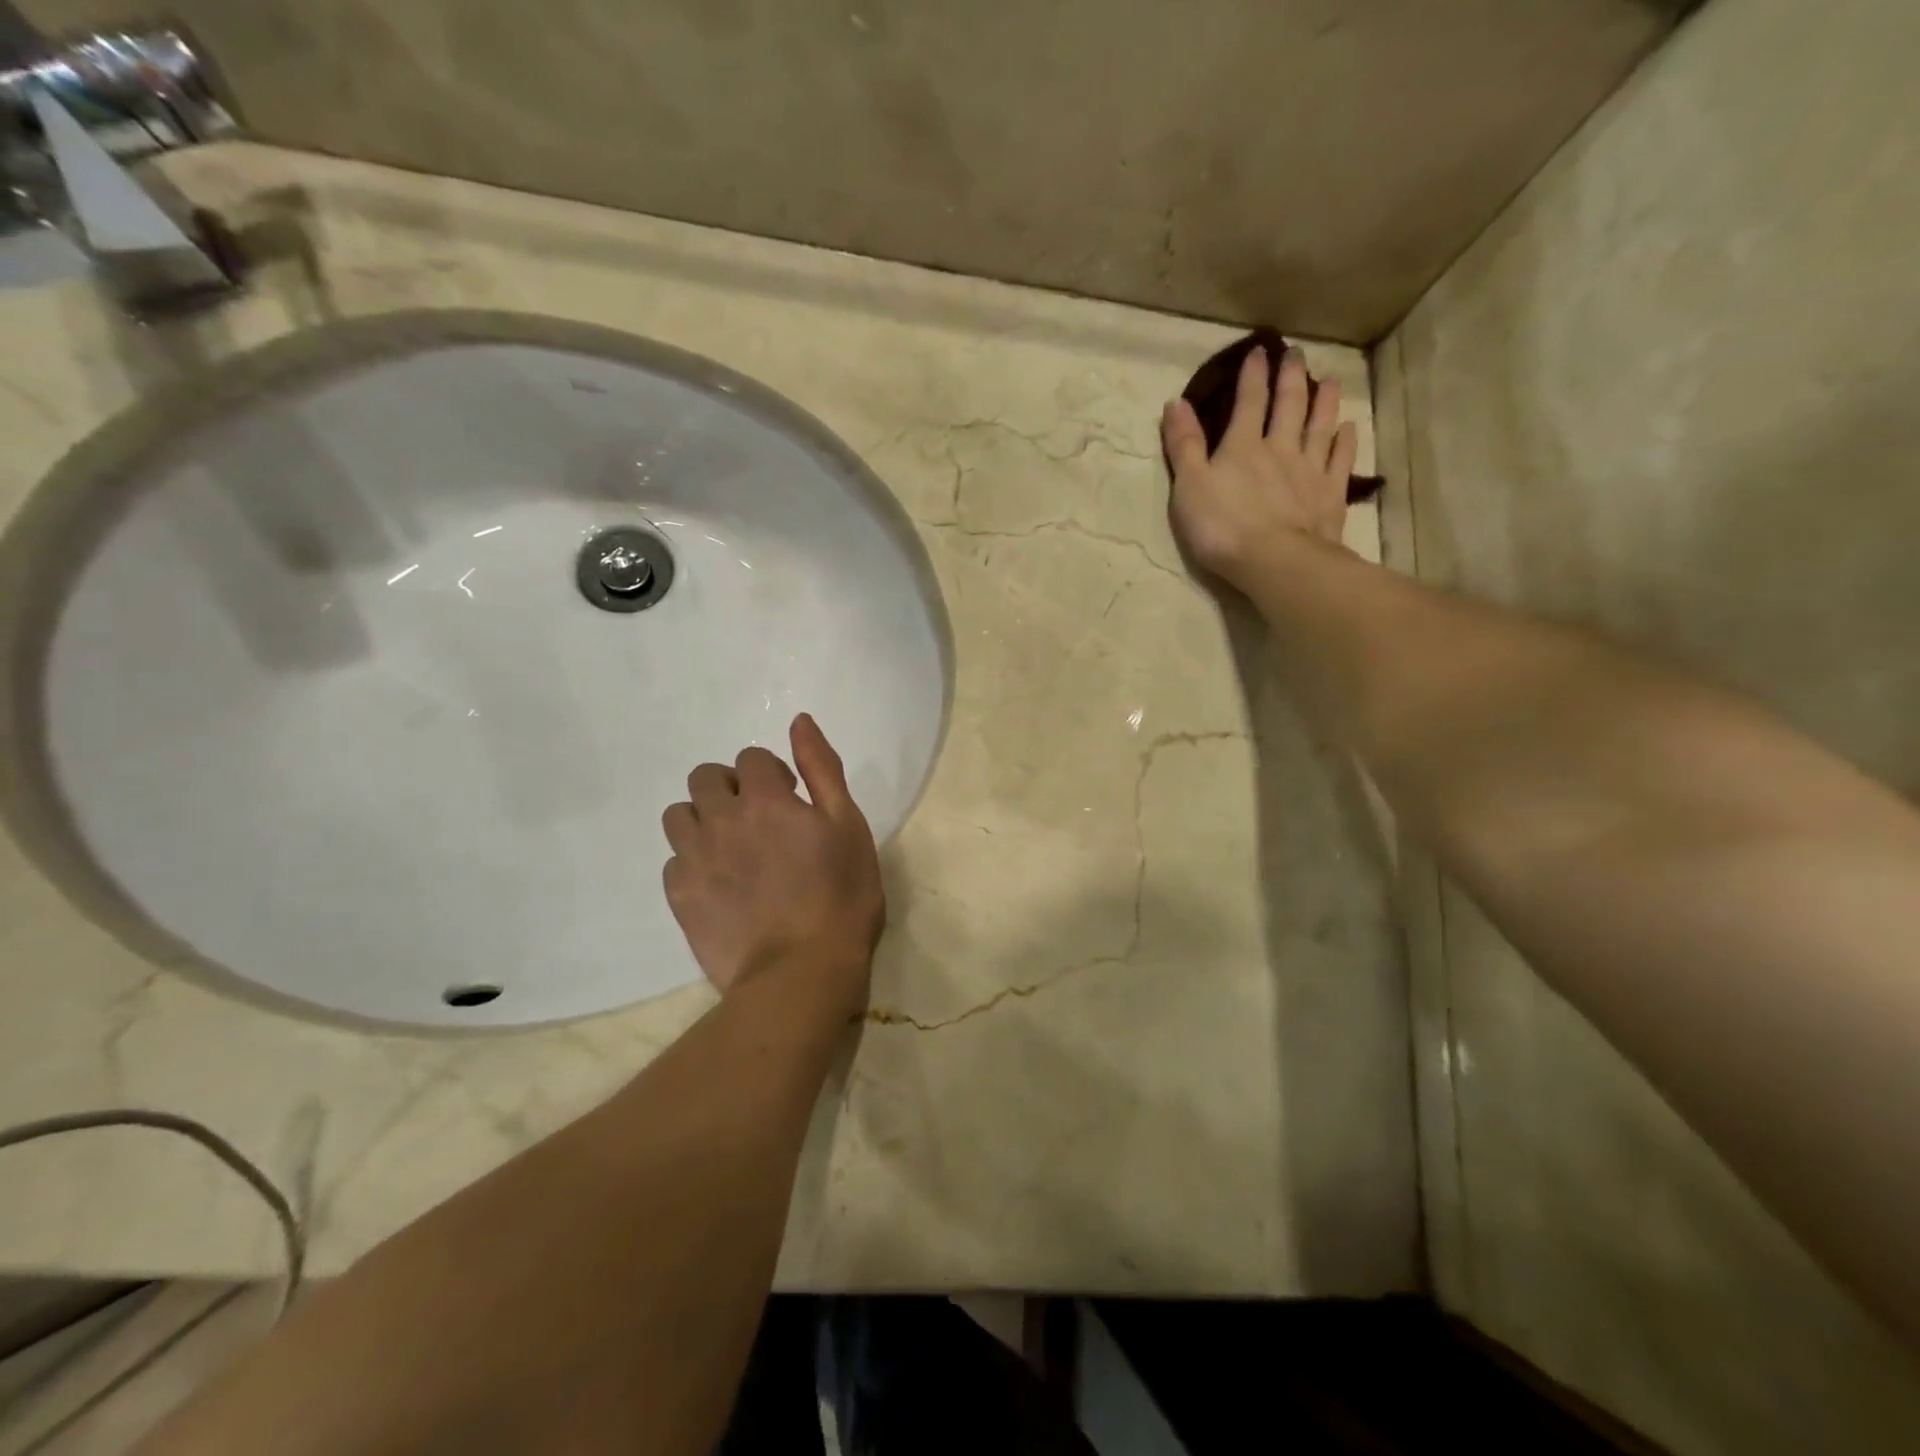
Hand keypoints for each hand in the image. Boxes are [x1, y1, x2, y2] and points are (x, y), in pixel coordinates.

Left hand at [662, 713, 883, 1017]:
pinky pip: (673, 862)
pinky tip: (720, 885)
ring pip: (679, 816)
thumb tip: (799, 721)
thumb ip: (822, 768)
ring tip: (732, 849)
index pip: (751, 758)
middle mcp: (721, 820)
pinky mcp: (680, 897)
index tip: (791, 801)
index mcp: (765, 799)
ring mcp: (695, 859)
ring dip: (703, 820)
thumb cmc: (840, 895)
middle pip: (705, 778)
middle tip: (758, 820)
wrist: (801, 972)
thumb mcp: (848, 825)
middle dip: (730, 788)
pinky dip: (693, 862)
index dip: (772, 774)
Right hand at [1161, 345, 1357, 588]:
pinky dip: (1344, 441)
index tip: (1259, 351)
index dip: (1252, 376)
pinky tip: (1348, 428)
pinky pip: (1340, 460)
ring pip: (1319, 427)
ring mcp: (1310, 470)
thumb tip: (1175, 402)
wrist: (1274, 561)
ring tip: (1329, 381)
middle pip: (1289, 406)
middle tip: (1296, 354)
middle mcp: (1280, 448)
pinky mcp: (1330, 495)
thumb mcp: (1189, 486)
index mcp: (1242, 446)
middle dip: (1290, 378)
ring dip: (1324, 402)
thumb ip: (1183, 445)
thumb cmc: (1222, 527)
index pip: (1249, 402)